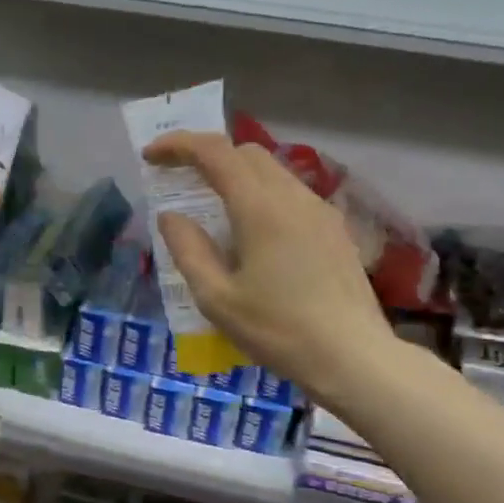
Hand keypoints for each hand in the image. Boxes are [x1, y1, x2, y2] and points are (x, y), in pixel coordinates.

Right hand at [142, 132, 395, 405]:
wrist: (353, 357)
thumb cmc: (278, 330)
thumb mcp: (217, 299)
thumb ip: (188, 250)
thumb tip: (171, 216)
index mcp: (261, 208)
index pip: (215, 152)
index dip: (179, 145)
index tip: (151, 156)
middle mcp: (293, 197)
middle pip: (246, 154)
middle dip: (208, 157)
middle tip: (179, 181)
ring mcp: (320, 211)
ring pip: (272, 172)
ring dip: (236, 177)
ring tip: (213, 210)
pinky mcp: (334, 230)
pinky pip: (290, 195)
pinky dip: (261, 196)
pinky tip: (252, 235)